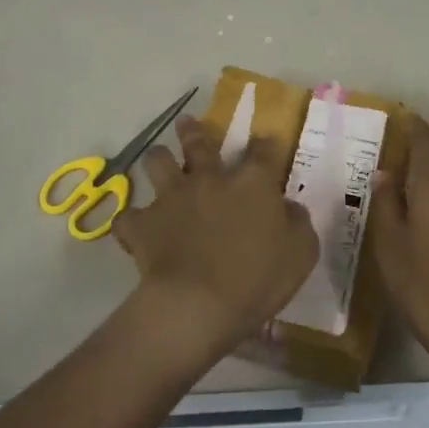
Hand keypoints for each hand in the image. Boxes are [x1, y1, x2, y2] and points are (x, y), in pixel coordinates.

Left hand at [114, 116, 318, 363]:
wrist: (198, 304)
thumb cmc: (256, 279)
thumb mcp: (300, 253)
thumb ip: (297, 223)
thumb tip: (288, 207)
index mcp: (250, 183)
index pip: (262, 151)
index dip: (264, 143)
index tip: (264, 141)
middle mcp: (208, 179)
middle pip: (198, 143)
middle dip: (193, 130)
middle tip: (187, 122)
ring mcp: (171, 198)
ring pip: (157, 162)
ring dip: (158, 160)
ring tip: (158, 160)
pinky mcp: (143, 224)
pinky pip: (128, 217)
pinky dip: (131, 221)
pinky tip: (134, 226)